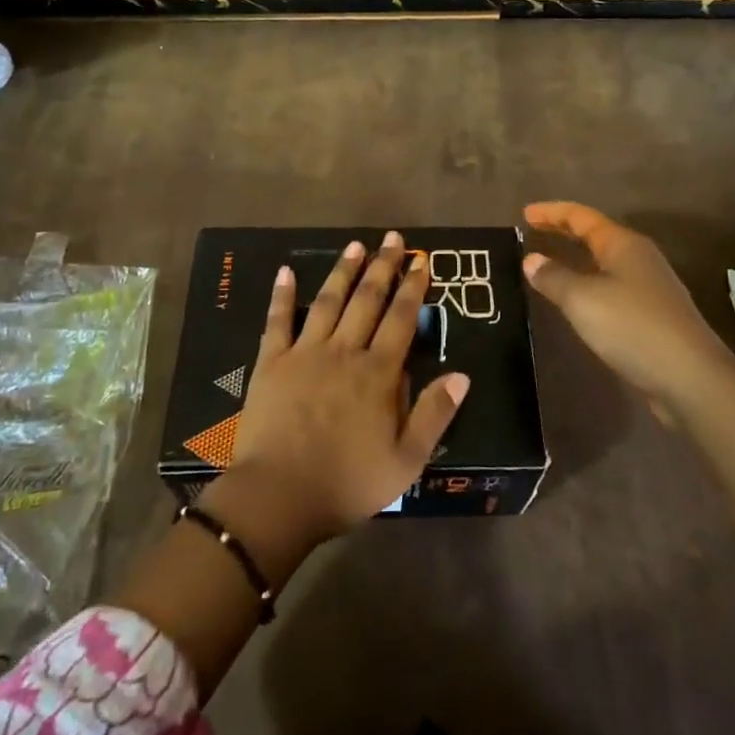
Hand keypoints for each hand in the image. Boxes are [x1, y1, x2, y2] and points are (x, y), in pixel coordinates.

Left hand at [226, 232, 470, 547]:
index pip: (402, 319)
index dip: (413, 287)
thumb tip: (462, 375)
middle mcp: (344, 351)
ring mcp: (305, 353)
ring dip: (343, 271)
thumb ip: (434, 414)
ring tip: (355, 245)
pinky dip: (283, 295)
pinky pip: (278, 321)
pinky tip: (286, 271)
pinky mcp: (272, 362)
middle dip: (383, 267)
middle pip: (367, 300)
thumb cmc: (347, 483)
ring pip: (329, 302)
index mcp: (378, 373)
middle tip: (392, 238)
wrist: (278, 496)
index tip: (421, 260)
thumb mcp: (406, 460)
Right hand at [521, 201, 734, 410]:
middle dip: (564, 231)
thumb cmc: (633, 327)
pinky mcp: (653, 315)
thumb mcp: (582, 300)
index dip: (552, 212)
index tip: (524, 213)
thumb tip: (531, 259)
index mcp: (623, 244)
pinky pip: (612, 287)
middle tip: (533, 231)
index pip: (581, 216)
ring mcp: (650, 287)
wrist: (691, 378)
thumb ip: (553, 277)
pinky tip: (578, 301)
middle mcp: (639, 258)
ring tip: (550, 263)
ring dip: (577, 258)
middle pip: (595, 235)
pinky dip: (589, 284)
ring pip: (605, 262)